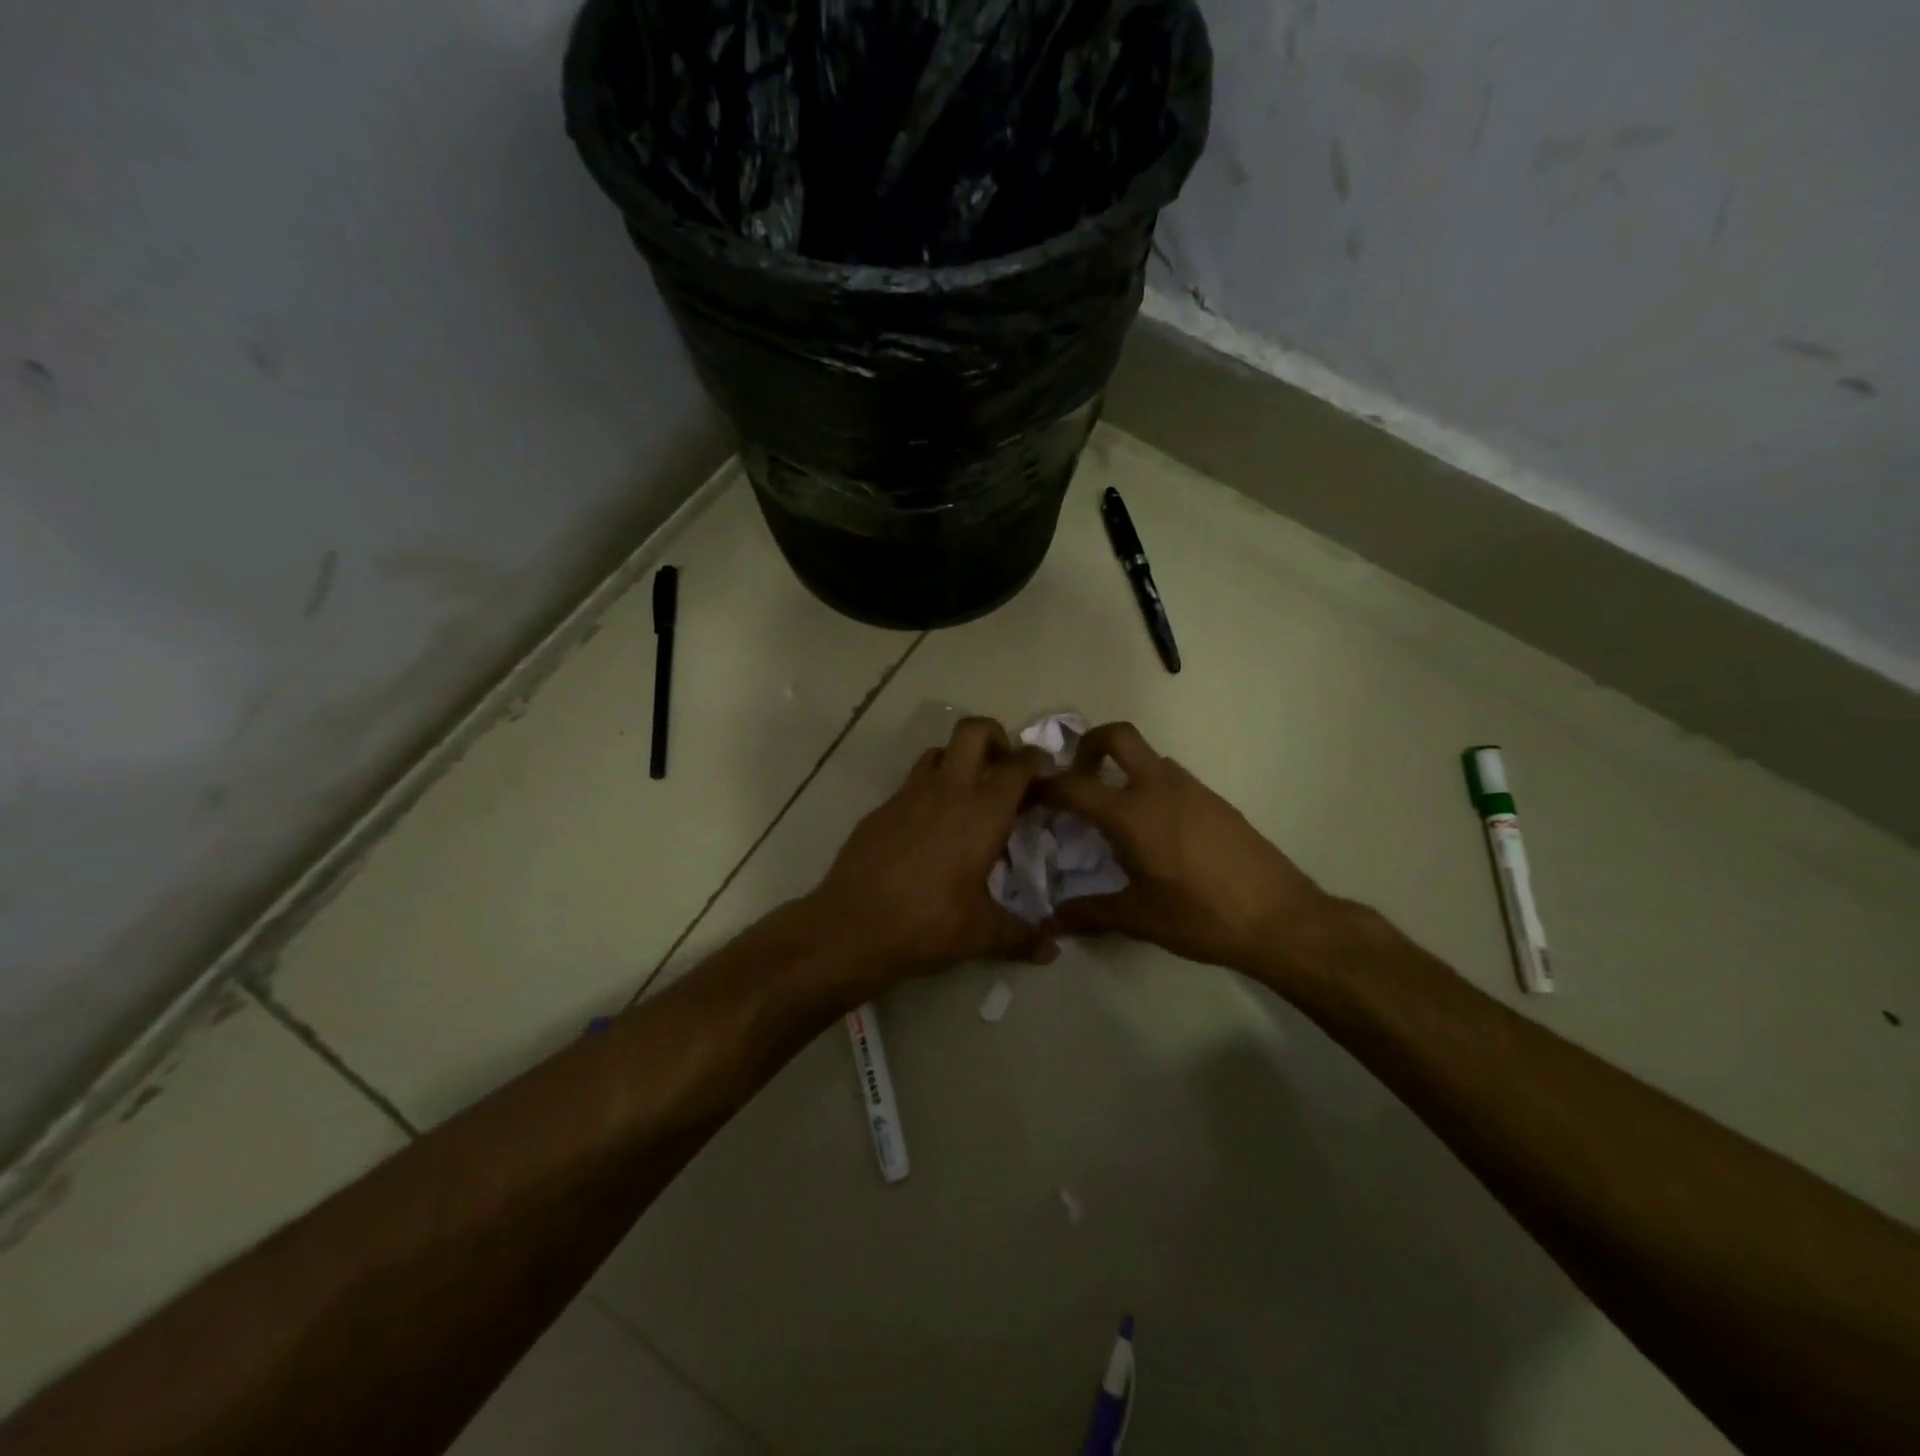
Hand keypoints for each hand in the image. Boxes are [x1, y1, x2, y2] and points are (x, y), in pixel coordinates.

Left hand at [804, 717, 1056, 991]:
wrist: (851, 926)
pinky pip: (912, 783)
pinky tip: (929, 828)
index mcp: (982, 812)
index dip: (1036, 761)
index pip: (1017, 766)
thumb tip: (1052, 950)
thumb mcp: (982, 934)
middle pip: (973, 731)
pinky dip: (928, 791)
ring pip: (938, 752)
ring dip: (959, 760)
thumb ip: (1021, 936)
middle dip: (995, 736)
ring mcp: (909, 795)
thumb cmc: (927, 924)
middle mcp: (947, 791)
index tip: (1045, 774)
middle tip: (1004, 768)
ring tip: (968, 795)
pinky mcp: (881, 809)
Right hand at [1034, 722, 1333, 976]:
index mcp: (1131, 813)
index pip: (1073, 785)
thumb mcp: (1139, 918)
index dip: (1044, 785)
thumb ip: (1090, 912)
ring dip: (1122, 768)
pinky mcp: (1215, 799)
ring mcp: (1191, 788)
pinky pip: (1170, 777)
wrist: (1280, 917)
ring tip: (1112, 812)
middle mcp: (1158, 786)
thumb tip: (1053, 921)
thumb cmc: (1200, 916)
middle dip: (1088, 745)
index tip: (1028, 794)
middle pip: (1117, 736)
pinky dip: (1149, 786)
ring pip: (1147, 756)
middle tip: (1077, 778)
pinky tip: (1154, 829)